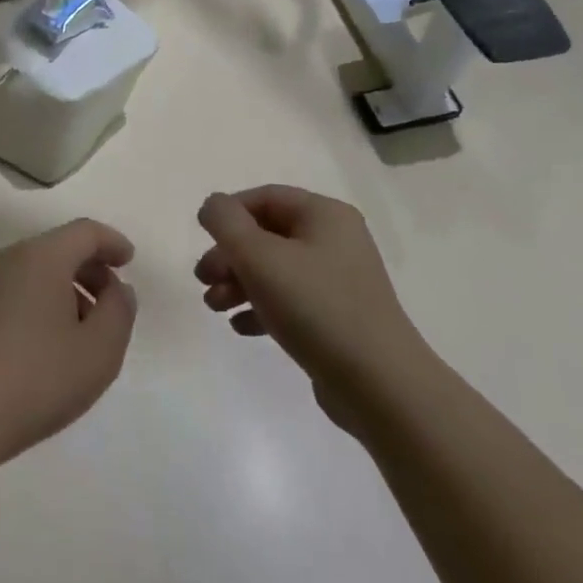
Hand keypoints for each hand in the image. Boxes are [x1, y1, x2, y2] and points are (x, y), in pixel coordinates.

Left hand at [0, 219, 138, 466]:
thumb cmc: (38, 377)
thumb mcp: (100, 349)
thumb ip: (119, 310)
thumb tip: (116, 289)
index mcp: (42, 257)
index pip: (85, 232)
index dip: (112, 243)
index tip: (129, 262)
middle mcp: (11, 260)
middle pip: (60, 248)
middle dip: (92, 269)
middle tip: (112, 304)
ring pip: (39, 272)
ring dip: (69, 290)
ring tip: (85, 332)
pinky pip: (20, 292)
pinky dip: (45, 303)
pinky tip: (51, 345)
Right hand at [195, 186, 419, 426]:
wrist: (380, 385)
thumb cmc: (316, 308)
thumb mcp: (259, 257)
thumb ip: (226, 223)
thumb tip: (213, 206)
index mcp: (325, 216)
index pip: (265, 197)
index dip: (229, 213)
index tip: (202, 239)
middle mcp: (335, 241)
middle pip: (267, 235)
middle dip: (229, 255)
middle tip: (202, 279)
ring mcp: (338, 281)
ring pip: (275, 270)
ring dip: (238, 283)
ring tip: (214, 307)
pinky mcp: (337, 318)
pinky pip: (290, 301)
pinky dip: (261, 308)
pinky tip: (241, 327)